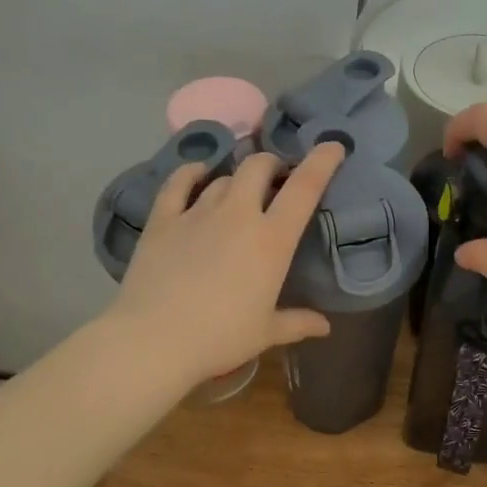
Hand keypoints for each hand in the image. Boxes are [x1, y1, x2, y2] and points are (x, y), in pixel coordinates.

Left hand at [108, 143, 347, 387]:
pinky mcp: (163, 219)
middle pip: (258, 166)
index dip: (322, 161)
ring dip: (236, 179)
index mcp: (272, 240)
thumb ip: (297, 322)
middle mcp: (238, 214)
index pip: (304, 187)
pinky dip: (190, 172)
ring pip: (223, 177)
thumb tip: (324, 326)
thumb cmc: (220, 337)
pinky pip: (178, 183)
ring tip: (238, 192)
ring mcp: (197, 212)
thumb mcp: (265, 333)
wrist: (154, 340)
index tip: (332, 146)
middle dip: (272, 164)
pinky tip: (196, 172)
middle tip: (276, 178)